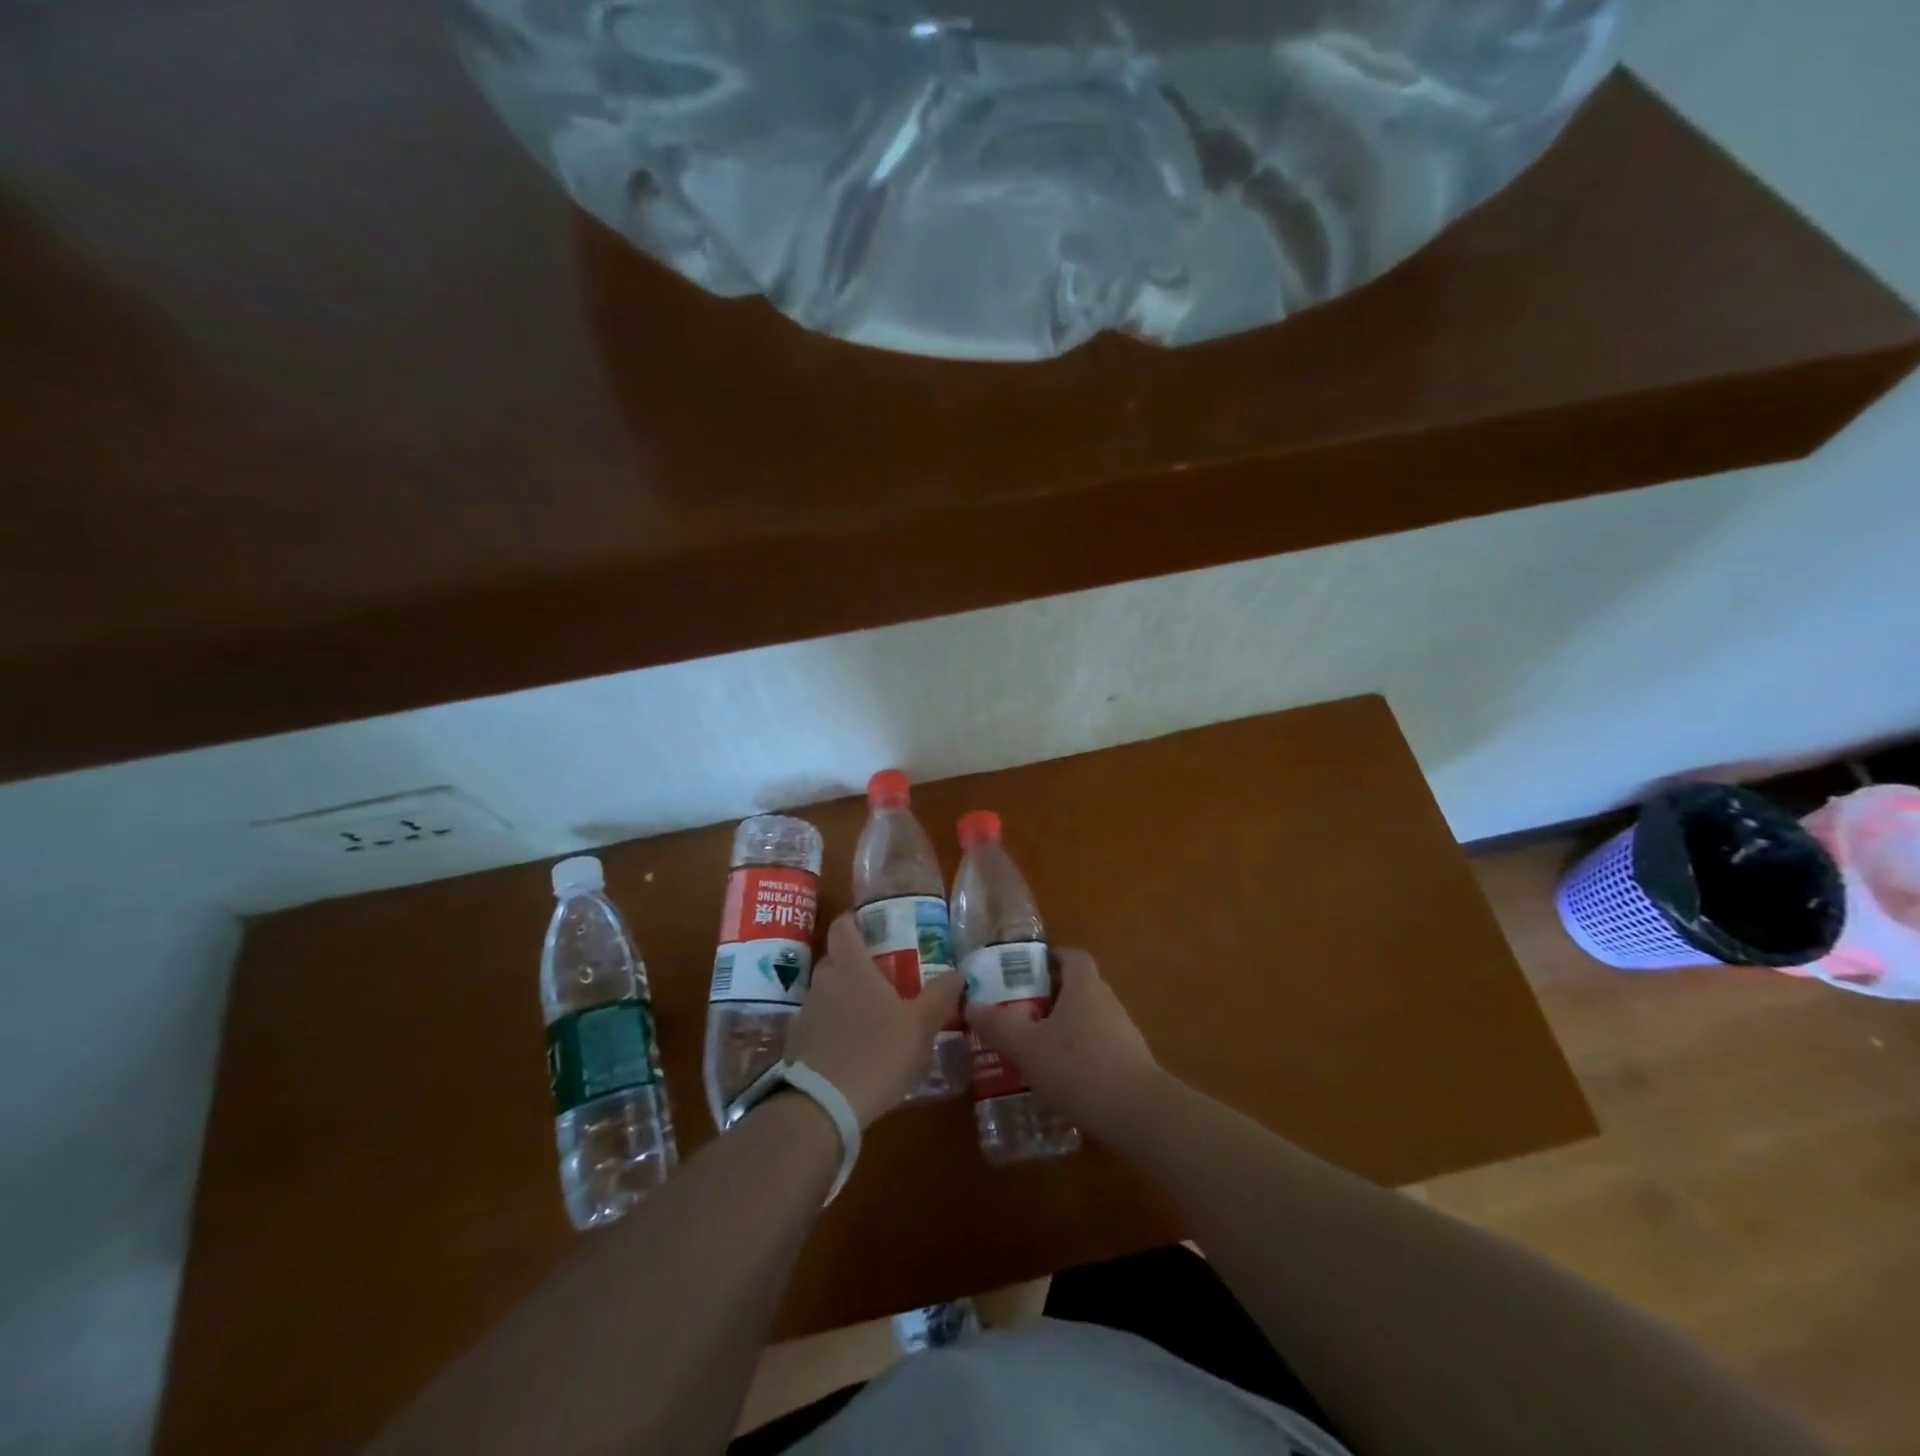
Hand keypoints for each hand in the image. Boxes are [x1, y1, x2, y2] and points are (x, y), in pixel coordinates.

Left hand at [784, 914, 963, 1128]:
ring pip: (827, 992)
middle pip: (836, 959)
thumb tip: (959, 972)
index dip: (854, 920)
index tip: (870, 924)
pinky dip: (834, 1026)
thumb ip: (940, 996)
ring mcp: (806, 1013)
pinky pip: (819, 1022)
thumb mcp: (920, 1026)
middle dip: (856, 962)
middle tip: (884, 973)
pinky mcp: (797, 1044)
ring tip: (873, 1013)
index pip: (843, 927)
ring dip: (845, 997)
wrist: (822, 1107)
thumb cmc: (877, 1053)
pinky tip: (854, 1047)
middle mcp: (824, 982)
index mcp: (851, 967)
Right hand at [967, 949, 1162, 1139]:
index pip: (1071, 956)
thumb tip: (971, 1004)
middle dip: (1050, 996)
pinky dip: (1080, 1054)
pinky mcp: (1131, 1062)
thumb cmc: (1079, 1068)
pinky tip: (1062, 1079)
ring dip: (1064, 1027)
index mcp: (1084, 986)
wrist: (1139, 1114)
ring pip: (1088, 1018)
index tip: (1025, 972)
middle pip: (1078, 986)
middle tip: (1020, 1012)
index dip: (1050, 958)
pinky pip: (1099, 1046)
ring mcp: (1123, 1032)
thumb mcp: (1027, 1047)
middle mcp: (1107, 1001)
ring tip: (1035, 1048)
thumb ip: (998, 1025)